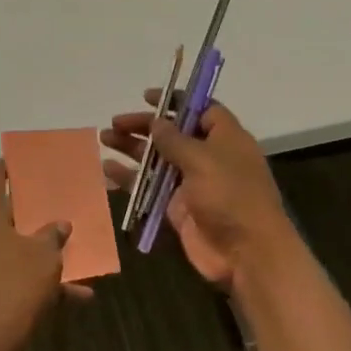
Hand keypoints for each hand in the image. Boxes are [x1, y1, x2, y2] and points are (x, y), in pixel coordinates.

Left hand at [0, 160, 88, 350]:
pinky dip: (45, 282)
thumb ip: (54, 234)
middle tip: (55, 197)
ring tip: (74, 244)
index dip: (4, 166)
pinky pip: (20, 277)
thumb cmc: (16, 284)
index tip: (22, 159)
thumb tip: (60, 224)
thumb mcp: (45, 254)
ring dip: (44, 248)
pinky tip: (80, 294)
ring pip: (16, 247)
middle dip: (32, 208)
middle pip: (4, 212)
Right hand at [101, 93, 299, 290]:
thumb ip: (174, 139)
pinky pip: (149, 187)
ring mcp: (192, 184)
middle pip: (173, 134)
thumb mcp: (202, 159)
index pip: (201, 110)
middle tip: (116, 122)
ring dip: (132, 148)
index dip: (176, 101)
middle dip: (145, 126)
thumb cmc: (230, 195)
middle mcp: (209, 157)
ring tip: (104, 138)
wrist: (245, 253)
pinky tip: (107, 170)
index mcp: (225, 138)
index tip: (148, 97)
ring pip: (157, 159)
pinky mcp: (177, 208)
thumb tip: (157, 121)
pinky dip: (130, 178)